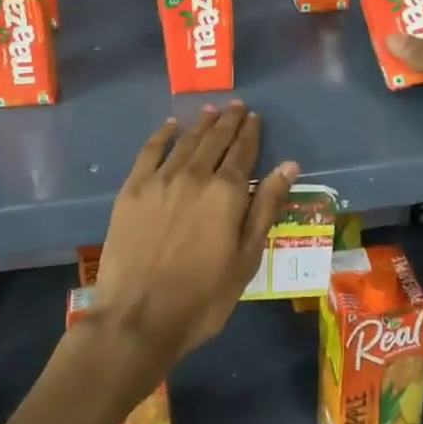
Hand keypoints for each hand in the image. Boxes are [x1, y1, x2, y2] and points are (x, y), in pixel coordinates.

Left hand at [85, 104, 298, 394]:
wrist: (138, 317)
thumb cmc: (202, 297)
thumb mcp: (246, 258)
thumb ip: (266, 208)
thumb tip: (289, 166)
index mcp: (226, 192)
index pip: (243, 151)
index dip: (250, 132)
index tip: (255, 117)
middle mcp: (195, 174)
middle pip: (215, 139)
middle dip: (228, 121)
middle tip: (236, 106)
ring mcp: (160, 178)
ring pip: (186, 140)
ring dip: (201, 124)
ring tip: (211, 111)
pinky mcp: (133, 188)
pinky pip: (150, 150)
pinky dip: (163, 134)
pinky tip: (170, 126)